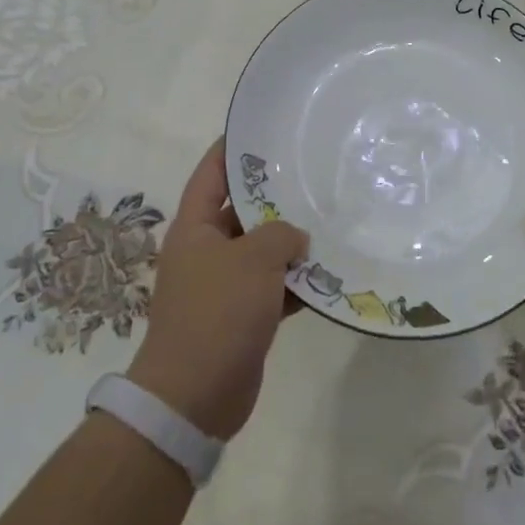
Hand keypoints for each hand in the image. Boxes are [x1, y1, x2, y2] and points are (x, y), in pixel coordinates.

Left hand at [128, 139, 308, 440]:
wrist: (194, 397)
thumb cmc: (217, 313)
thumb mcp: (253, 260)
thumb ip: (280, 235)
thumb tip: (295, 237)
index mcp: (195, 228)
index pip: (211, 174)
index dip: (232, 148)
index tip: (261, 128)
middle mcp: (206, 250)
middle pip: (243, 211)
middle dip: (276, 197)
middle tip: (313, 174)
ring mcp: (223, 285)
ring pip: (262, 252)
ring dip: (291, 244)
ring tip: (331, 220)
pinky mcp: (241, 317)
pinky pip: (272, 288)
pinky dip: (295, 283)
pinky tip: (328, 274)